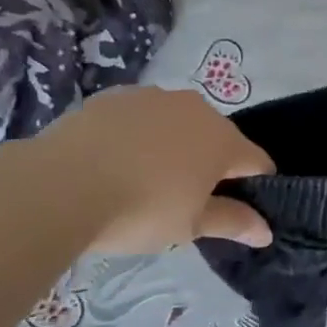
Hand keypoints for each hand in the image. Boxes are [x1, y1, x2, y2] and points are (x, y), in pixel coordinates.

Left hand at [29, 86, 273, 253]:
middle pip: (218, 138)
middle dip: (211, 164)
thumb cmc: (139, 210)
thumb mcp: (189, 227)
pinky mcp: (116, 96)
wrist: (59, 185)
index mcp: (224, 140)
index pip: (258, 162)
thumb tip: (266, 231)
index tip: (236, 210)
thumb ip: (231, 222)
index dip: (255, 186)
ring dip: (173, 146)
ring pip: (179, 123)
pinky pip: (141, 117)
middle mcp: (197, 109)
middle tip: (185, 199)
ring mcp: (155, 97)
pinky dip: (138, 135)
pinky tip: (114, 161)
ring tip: (144, 180)